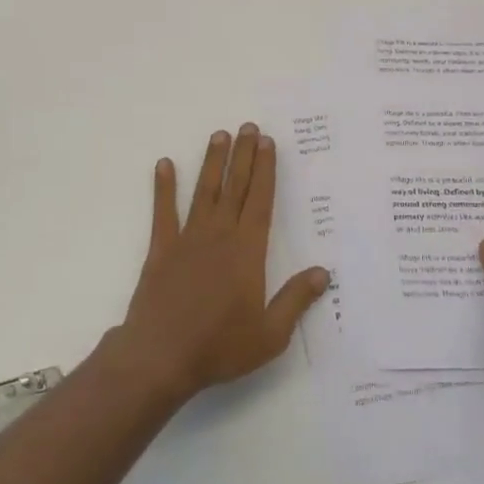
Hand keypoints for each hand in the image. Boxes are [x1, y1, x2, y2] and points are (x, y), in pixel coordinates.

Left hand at [112, 124, 329, 405]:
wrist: (162, 356)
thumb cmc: (220, 346)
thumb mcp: (270, 334)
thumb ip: (296, 300)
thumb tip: (322, 273)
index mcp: (247, 251)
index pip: (261, 200)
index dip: (266, 170)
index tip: (267, 143)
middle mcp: (219, 235)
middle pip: (235, 187)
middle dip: (243, 155)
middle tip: (247, 127)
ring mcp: (187, 239)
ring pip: (204, 191)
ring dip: (212, 162)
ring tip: (218, 135)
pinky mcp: (161, 249)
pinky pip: (163, 212)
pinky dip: (163, 187)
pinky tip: (164, 164)